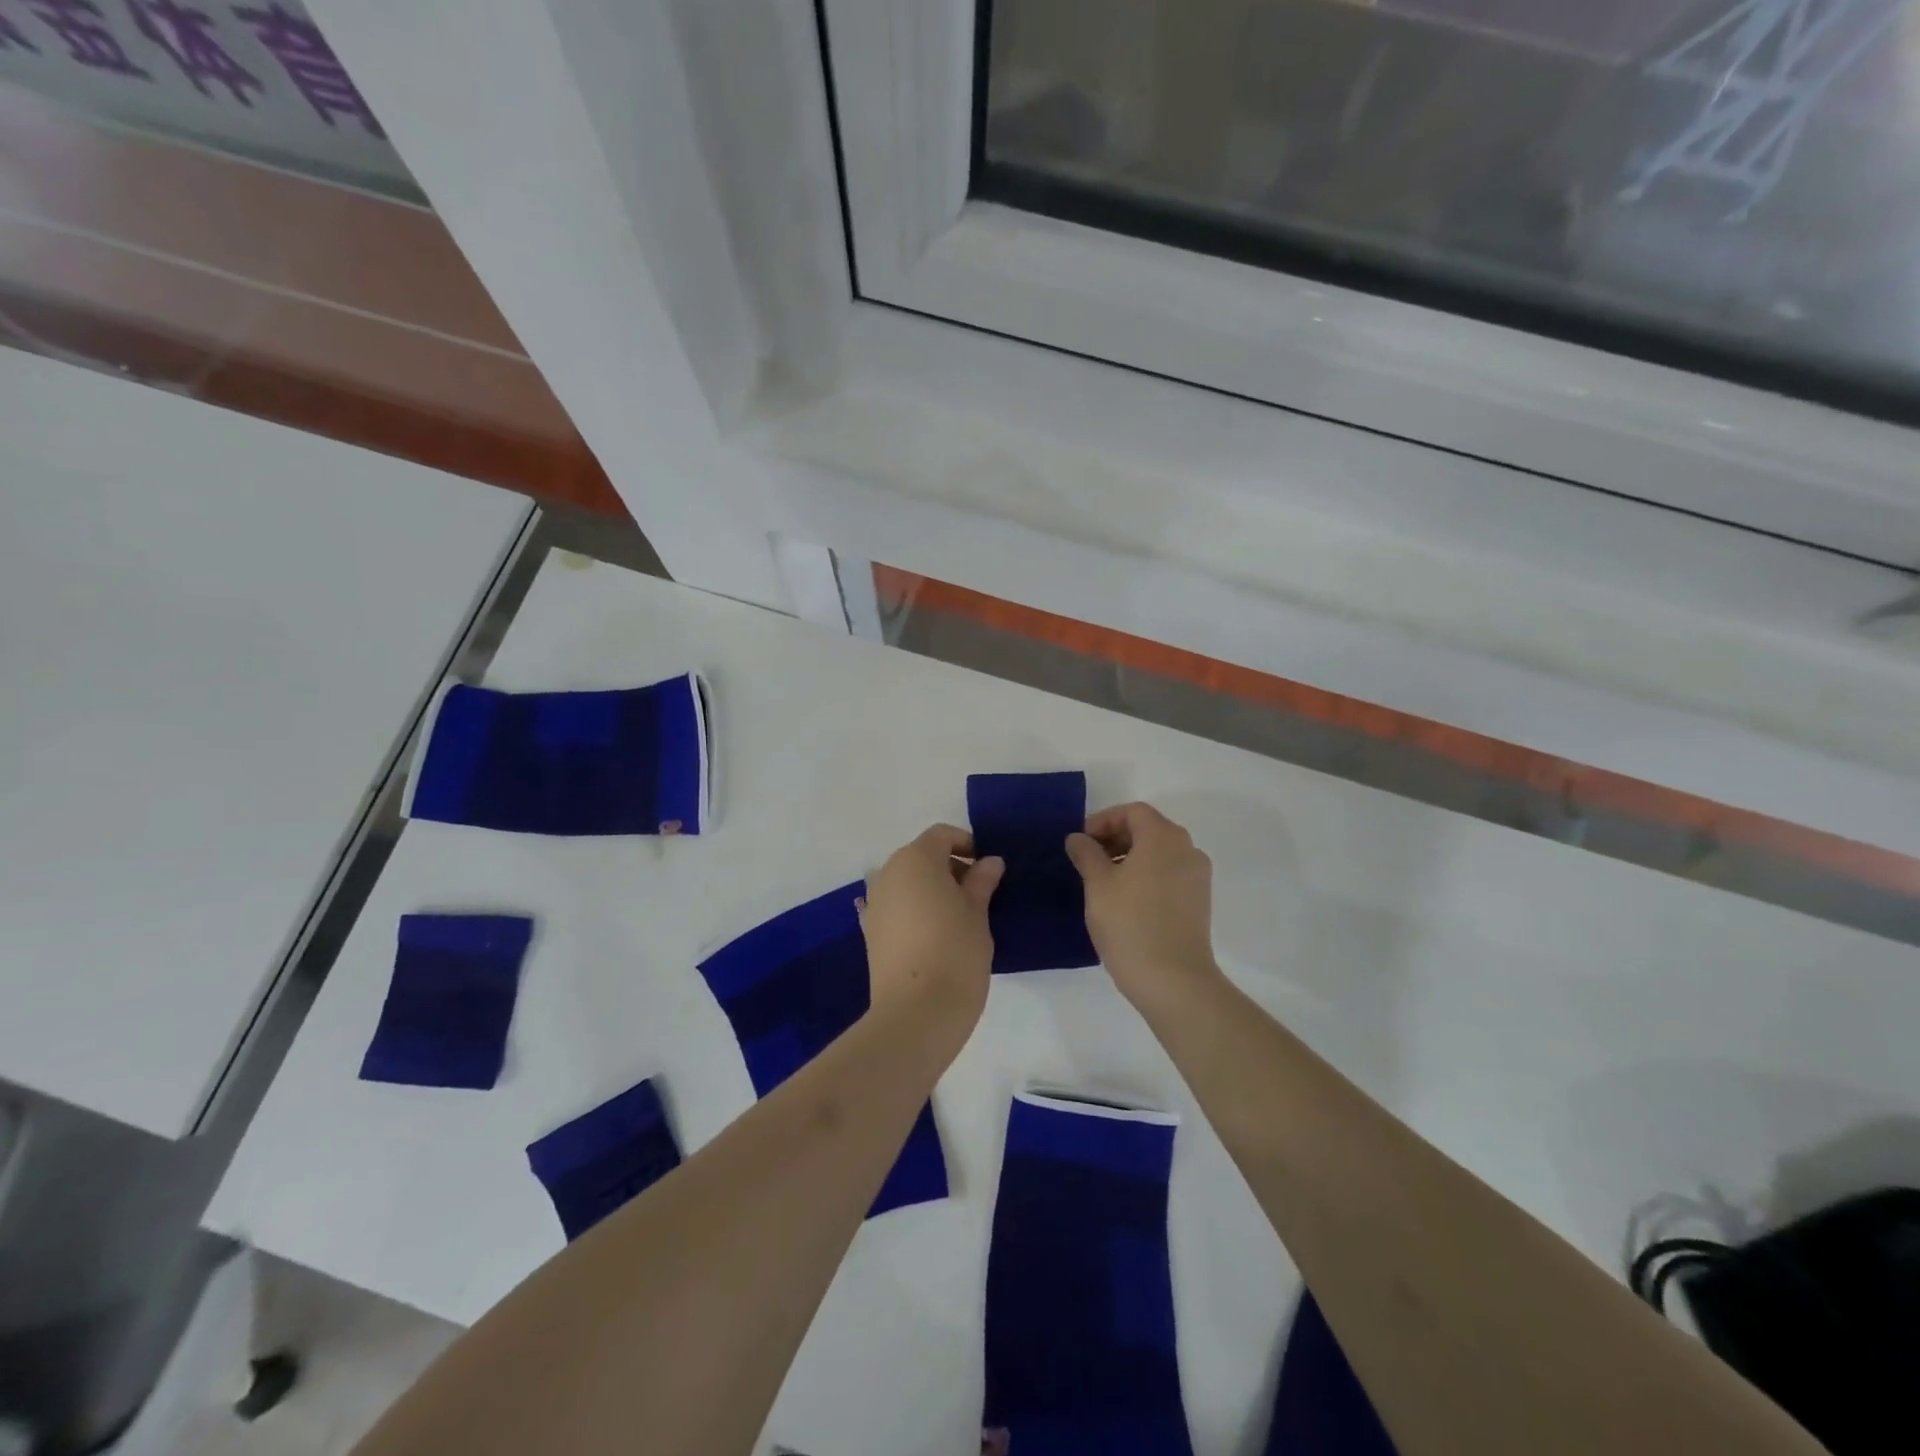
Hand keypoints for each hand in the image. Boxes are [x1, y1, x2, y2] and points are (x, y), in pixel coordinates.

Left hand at [860, 825, 1004, 1031]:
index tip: (987, 868)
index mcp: (916, 859)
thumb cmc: (955, 952)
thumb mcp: (978, 912)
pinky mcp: (869, 931)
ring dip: (929, 888)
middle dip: (948, 866)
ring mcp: (874, 902)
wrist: (916, 1012)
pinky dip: (912, 909)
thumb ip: (982, 881)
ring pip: (906, 881)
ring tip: (956, 916)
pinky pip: (894, 906)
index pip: (941, 835)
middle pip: (921, 856)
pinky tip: (929, 931)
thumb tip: (989, 862)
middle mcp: (888, 873)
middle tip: (977, 893)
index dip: (966, 843)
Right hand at [1067, 802, 1221, 1009]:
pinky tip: (1125, 900)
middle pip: (1149, 829)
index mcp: (1164, 837)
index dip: (1103, 820)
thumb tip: (1078, 838)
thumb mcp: (1098, 885)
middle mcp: (1187, 849)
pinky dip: (1147, 875)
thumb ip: (1086, 853)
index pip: (1133, 812)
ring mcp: (1197, 877)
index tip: (1081, 842)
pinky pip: (1169, 874)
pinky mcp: (1199, 902)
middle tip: (1088, 860)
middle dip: (1116, 838)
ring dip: (1130, 857)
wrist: (1173, 981)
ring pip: (1160, 853)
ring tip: (1103, 882)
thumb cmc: (1130, 924)